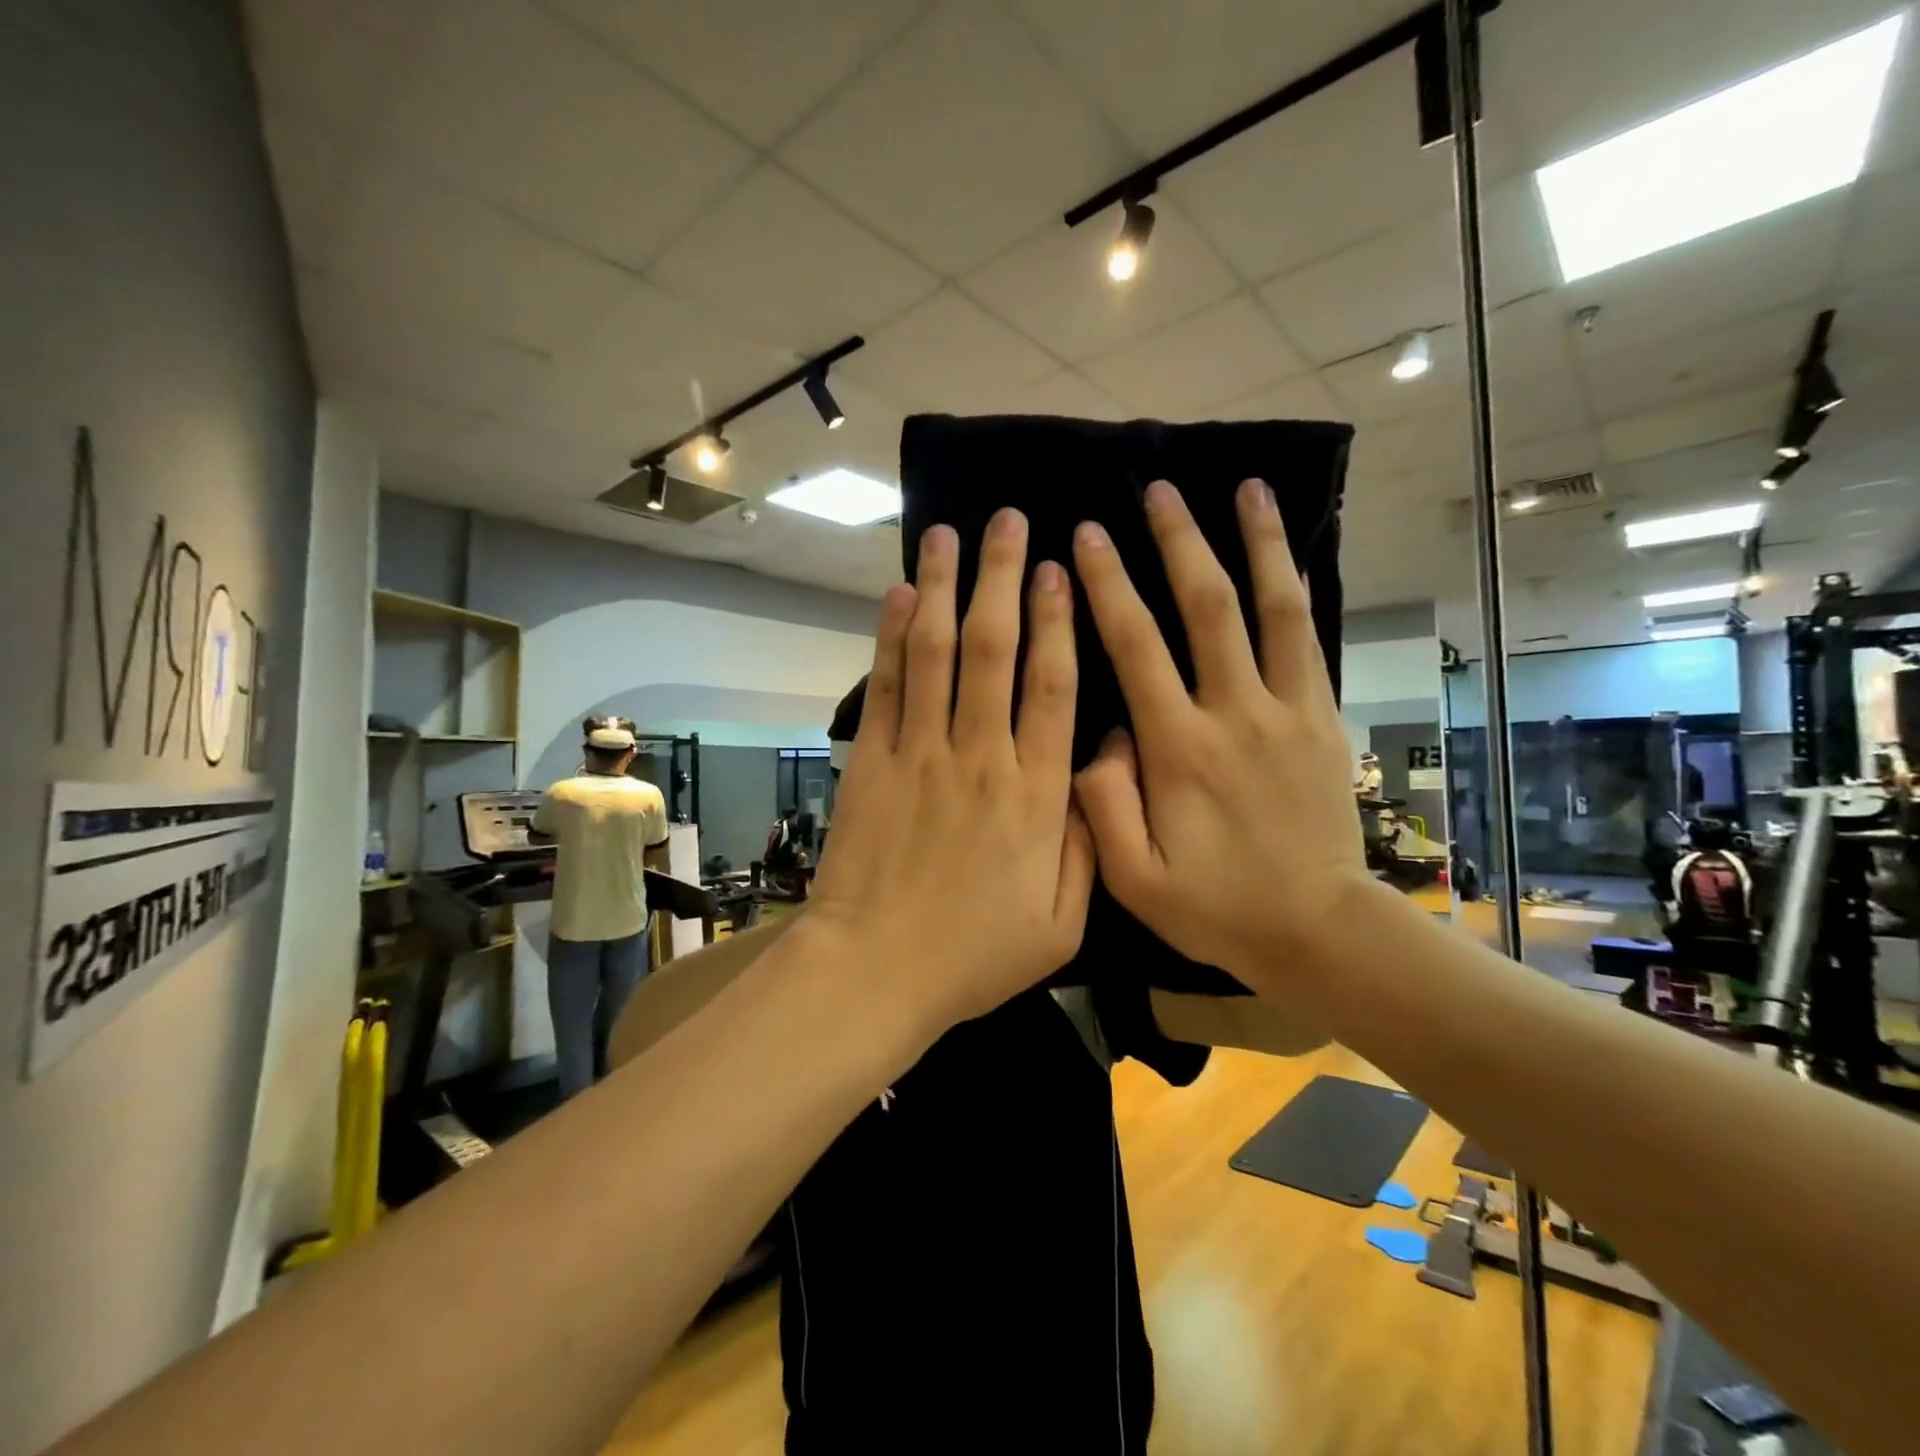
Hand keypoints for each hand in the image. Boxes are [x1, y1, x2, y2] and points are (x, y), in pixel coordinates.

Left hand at [809, 509, 1094, 1030]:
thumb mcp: (1061, 923)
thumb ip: (1088, 844)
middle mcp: (980, 756)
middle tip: (1006, 520)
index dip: (1058, 621)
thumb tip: (1098, 773)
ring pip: (936, 652)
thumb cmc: (974, 954)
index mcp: (1035, 795)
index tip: (1059, 568)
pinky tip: (898, 593)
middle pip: (994, 650)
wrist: (877, 971)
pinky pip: (886, 686)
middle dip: (1001, 578)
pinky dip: (890, 636)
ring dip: (943, 587)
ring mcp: (920, 754)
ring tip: (947, 533)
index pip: (1052, 687)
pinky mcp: (872, 761)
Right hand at [1070, 478, 1369, 987]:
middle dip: (1178, 543)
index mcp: (1178, 748)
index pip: (1136, 647)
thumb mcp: (1133, 878)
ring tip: (1246, 488)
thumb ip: (1102, 802)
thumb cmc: (1216, 906)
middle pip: (1206, 608)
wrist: (1316, 929)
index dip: (1108, 587)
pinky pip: (1308, 640)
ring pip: (1271, 609)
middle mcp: (1233, 713)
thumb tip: (1100, 734)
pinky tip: (1287, 554)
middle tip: (1156, 490)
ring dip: (1256, 544)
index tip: (1087, 537)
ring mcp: (1286, 710)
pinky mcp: (1321, 718)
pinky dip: (1295, 590)